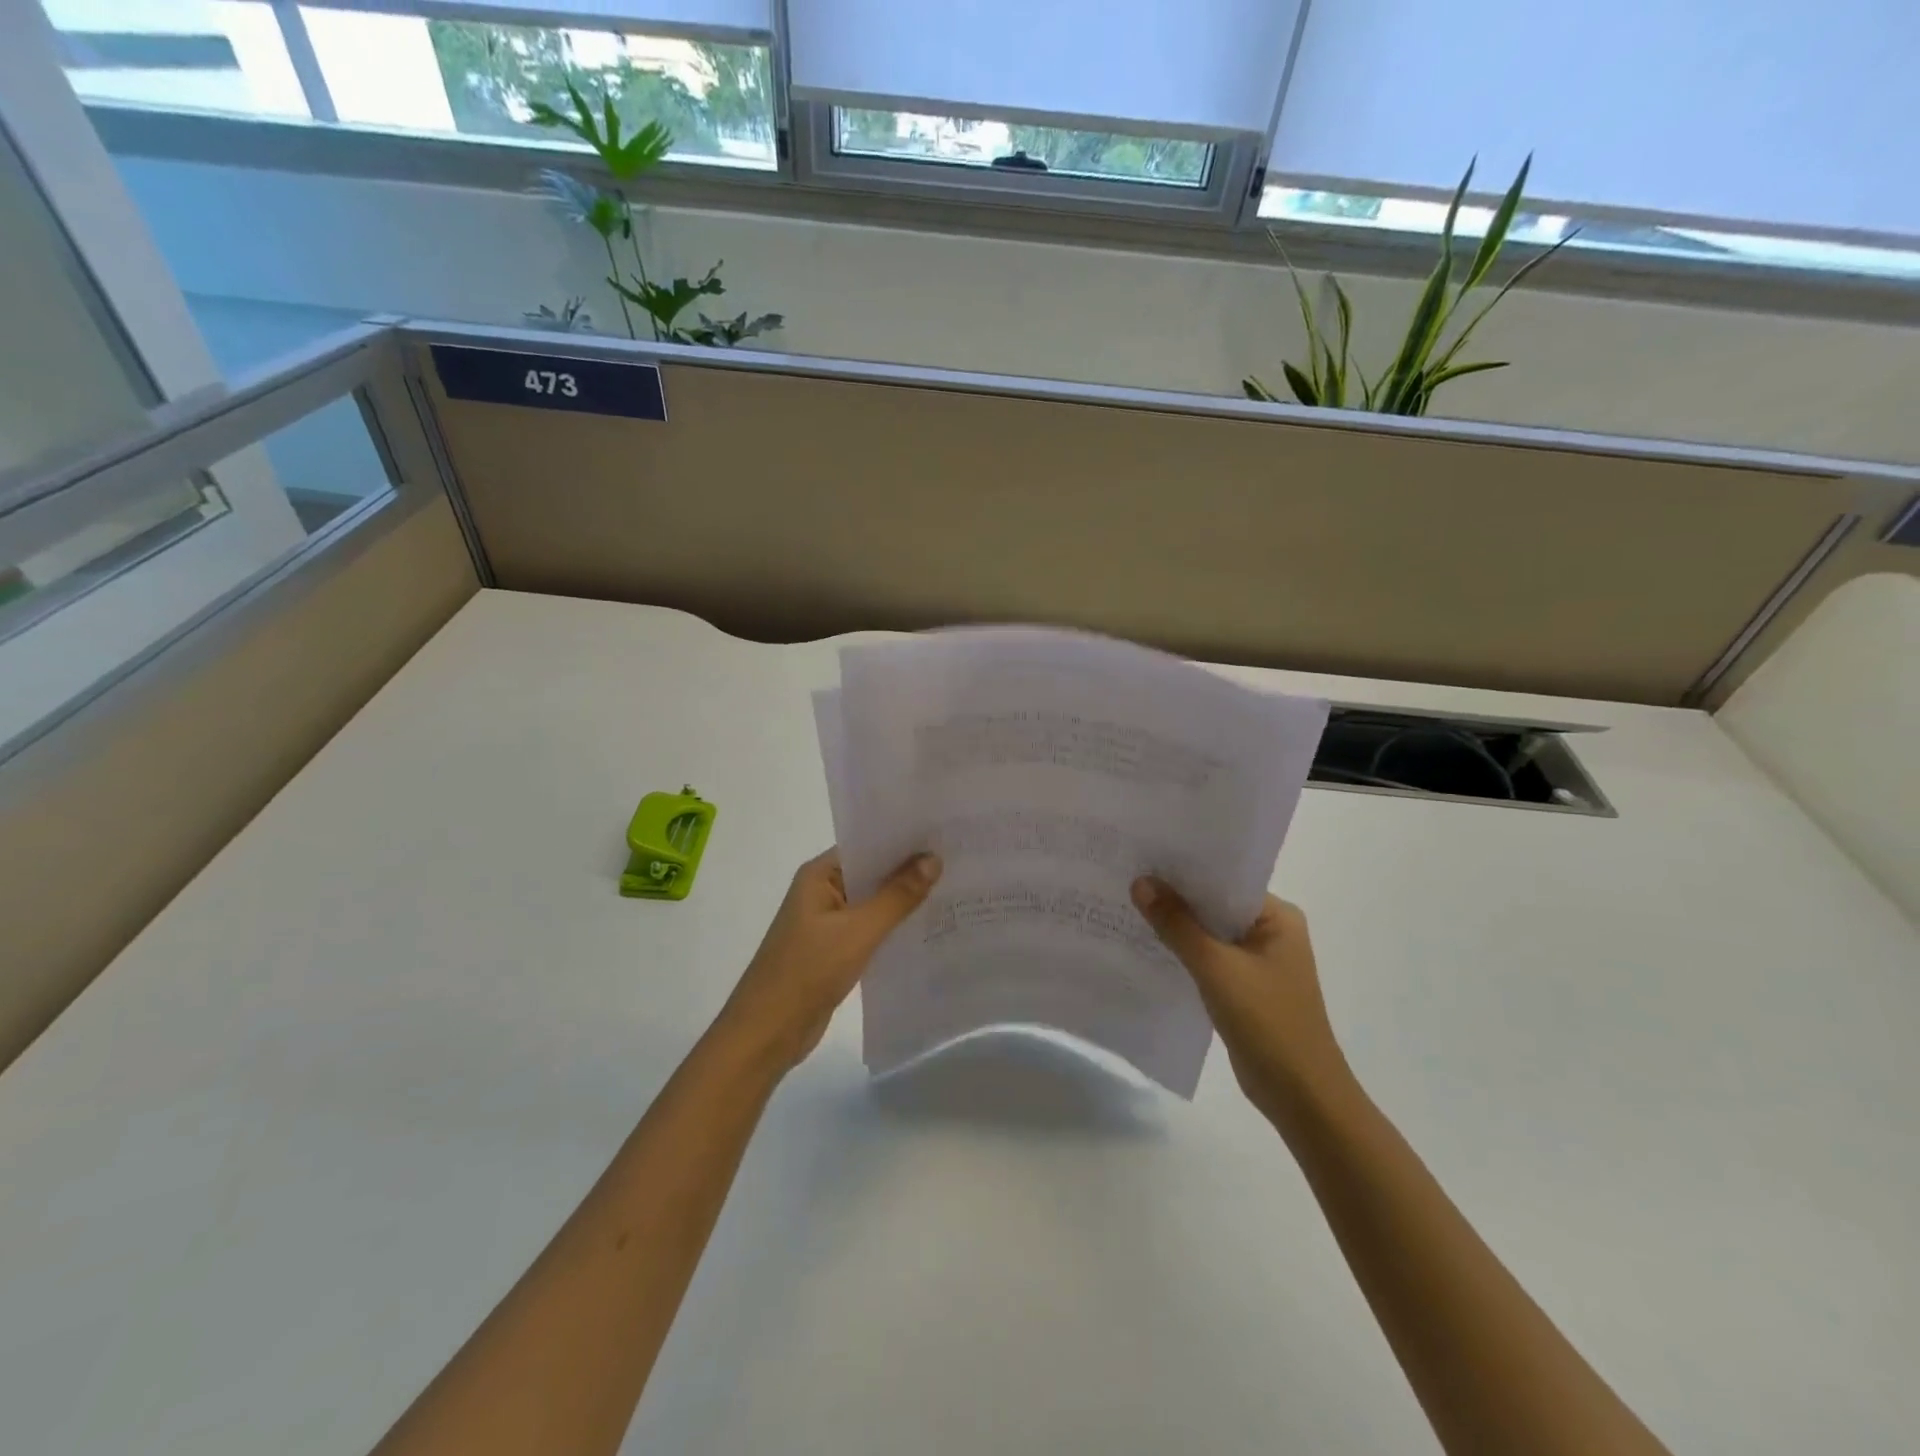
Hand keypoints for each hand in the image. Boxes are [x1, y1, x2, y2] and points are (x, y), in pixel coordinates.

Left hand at [715, 848, 941, 1077]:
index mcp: (818, 875)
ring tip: (953, 890)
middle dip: (910, 870)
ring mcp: (828, 923)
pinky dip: (894, 928)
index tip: (942, 835)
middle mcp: (822, 892)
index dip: (903, 840)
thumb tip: (933, 859)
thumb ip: (897, 896)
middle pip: (872, 873)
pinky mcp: (835, 951)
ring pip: (873, 903)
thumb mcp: (858, 931)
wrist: (767, 1034)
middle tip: (959, 861)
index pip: (866, 845)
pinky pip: (871, 930)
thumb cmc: (807, 971)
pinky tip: (928, 928)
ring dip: (904, 901)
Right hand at [1132, 878, 1353, 1126]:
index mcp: (1277, 917)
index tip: (1143, 856)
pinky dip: (1181, 952)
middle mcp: (1270, 932)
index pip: (1225, 880)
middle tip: (1126, 875)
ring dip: (1175, 925)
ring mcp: (1257, 961)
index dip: (1184, 869)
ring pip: (1208, 932)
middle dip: (1175, 895)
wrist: (1301, 1097)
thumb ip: (1177, 924)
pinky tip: (1146, 945)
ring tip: (1127, 904)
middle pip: (1214, 904)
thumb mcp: (1216, 968)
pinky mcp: (1243, 987)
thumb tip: (1141, 882)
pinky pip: (1207, 958)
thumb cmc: (1267, 1022)